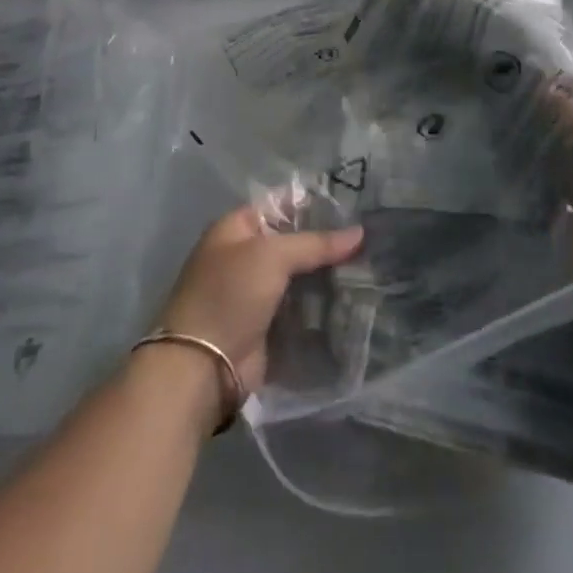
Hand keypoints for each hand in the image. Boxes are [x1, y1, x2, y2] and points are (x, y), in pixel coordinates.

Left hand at [152, 206, 363, 400]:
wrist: (202, 367)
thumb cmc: (229, 295)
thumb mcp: (272, 256)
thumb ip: (316, 243)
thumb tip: (360, 232)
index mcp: (235, 229)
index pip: (279, 205)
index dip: (313, 204)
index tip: (352, 206)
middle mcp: (244, 256)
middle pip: (292, 241)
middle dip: (326, 242)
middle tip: (368, 238)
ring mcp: (255, 293)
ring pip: (299, 275)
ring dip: (327, 274)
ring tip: (369, 264)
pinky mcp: (267, 325)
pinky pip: (300, 306)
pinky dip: (322, 303)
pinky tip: (354, 296)